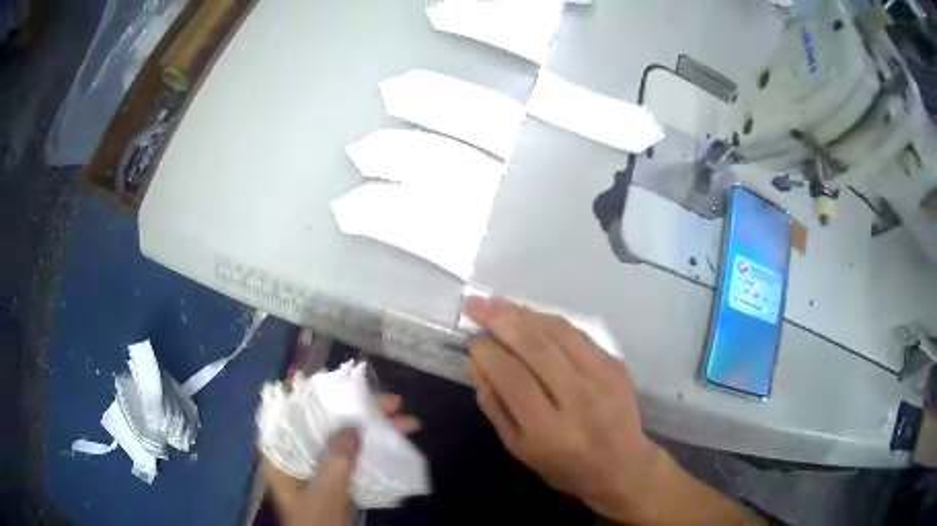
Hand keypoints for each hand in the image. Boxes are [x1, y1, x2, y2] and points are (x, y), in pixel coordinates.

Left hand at [262, 394, 419, 525]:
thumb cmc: (315, 524)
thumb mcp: (324, 496)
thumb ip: (336, 463)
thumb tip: (353, 426)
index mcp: (281, 454)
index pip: (292, 411)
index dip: (317, 394)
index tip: (346, 385)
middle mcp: (297, 453)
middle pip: (324, 422)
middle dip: (358, 411)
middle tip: (393, 403)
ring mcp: (316, 466)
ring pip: (342, 437)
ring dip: (372, 429)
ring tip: (407, 422)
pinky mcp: (333, 478)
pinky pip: (351, 455)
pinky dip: (371, 448)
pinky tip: (394, 443)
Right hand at [463, 296, 658, 519]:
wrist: (621, 466)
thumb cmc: (563, 466)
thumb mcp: (518, 448)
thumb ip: (494, 406)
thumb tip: (475, 363)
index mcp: (549, 430)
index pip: (511, 377)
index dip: (487, 352)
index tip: (470, 338)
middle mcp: (578, 399)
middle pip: (536, 347)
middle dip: (500, 320)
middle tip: (474, 304)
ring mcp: (602, 378)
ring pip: (558, 332)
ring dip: (523, 312)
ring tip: (496, 301)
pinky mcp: (615, 365)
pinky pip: (578, 333)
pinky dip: (549, 319)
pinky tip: (529, 313)